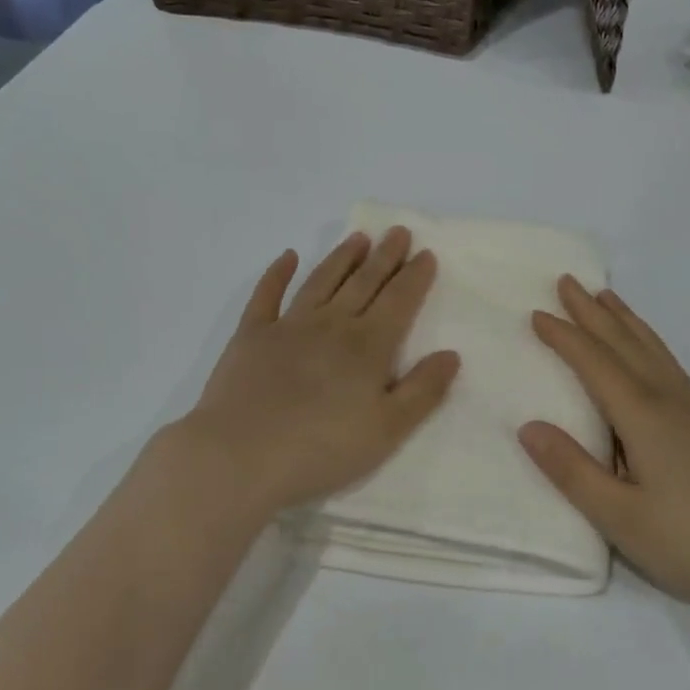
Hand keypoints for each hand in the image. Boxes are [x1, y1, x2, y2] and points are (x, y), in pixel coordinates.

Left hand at [160, 229, 460, 523]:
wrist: (238, 458)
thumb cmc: (320, 450)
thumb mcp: (386, 430)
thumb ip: (423, 391)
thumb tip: (451, 354)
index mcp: (367, 346)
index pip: (399, 301)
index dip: (414, 277)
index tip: (425, 254)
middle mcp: (331, 325)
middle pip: (364, 282)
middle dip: (385, 256)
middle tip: (398, 232)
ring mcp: (288, 326)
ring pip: (322, 281)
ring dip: (342, 257)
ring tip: (359, 238)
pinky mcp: (251, 335)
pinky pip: (267, 295)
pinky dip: (277, 273)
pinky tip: (287, 256)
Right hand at [519, 278, 689, 628]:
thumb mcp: (620, 518)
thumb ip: (572, 471)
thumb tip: (528, 426)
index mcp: (643, 417)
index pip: (595, 363)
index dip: (564, 337)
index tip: (536, 313)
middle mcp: (668, 401)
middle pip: (624, 344)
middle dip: (592, 313)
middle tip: (567, 282)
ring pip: (652, 349)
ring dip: (624, 320)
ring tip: (606, 297)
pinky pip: (668, 364)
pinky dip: (650, 342)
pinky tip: (649, 350)